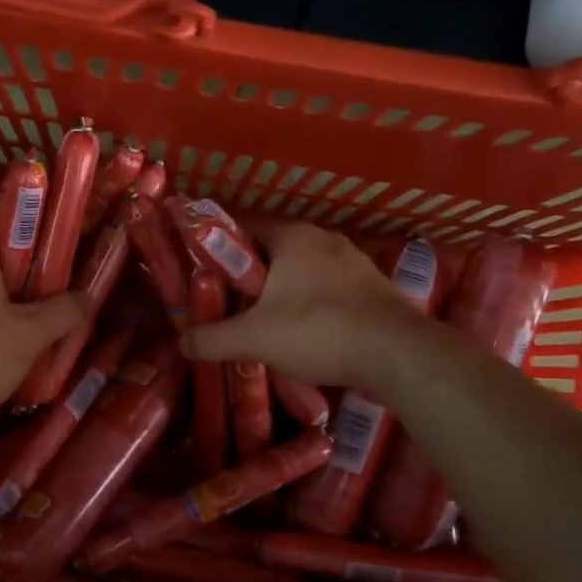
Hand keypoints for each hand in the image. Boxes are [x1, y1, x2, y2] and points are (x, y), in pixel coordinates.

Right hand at [180, 219, 407, 385]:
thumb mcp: (253, 338)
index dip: (216, 248)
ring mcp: (353, 261)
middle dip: (247, 275)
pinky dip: (308, 303)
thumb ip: (211, 339)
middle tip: (226, 302)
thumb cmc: (319, 331)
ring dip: (279, 290)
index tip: (200, 273)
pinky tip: (302, 330)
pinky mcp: (371, 287)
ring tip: (260, 320)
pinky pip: (326, 287)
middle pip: (270, 250)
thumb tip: (180, 343)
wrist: (400, 355)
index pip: (241, 227)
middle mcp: (323, 238)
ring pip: (300, 270)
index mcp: (291, 236)